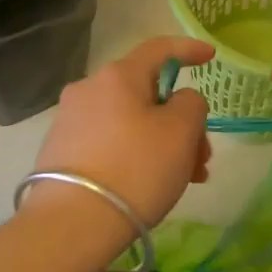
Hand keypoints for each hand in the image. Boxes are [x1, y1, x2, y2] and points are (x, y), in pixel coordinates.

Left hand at [30, 37, 213, 230]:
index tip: (211, 56)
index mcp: (118, 75)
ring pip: (131, 123)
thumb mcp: (181, 132)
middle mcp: (88, 89)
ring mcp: (70, 121)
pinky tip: (149, 187)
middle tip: (202, 158)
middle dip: (181, 122)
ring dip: (162, 144)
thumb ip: (191, 104)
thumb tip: (177, 102)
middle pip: (147, 94)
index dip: (189, 49)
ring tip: (183, 181)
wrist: (72, 224)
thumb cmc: (136, 169)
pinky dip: (136, 156)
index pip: (159, 48)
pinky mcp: (60, 151)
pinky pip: (110, 143)